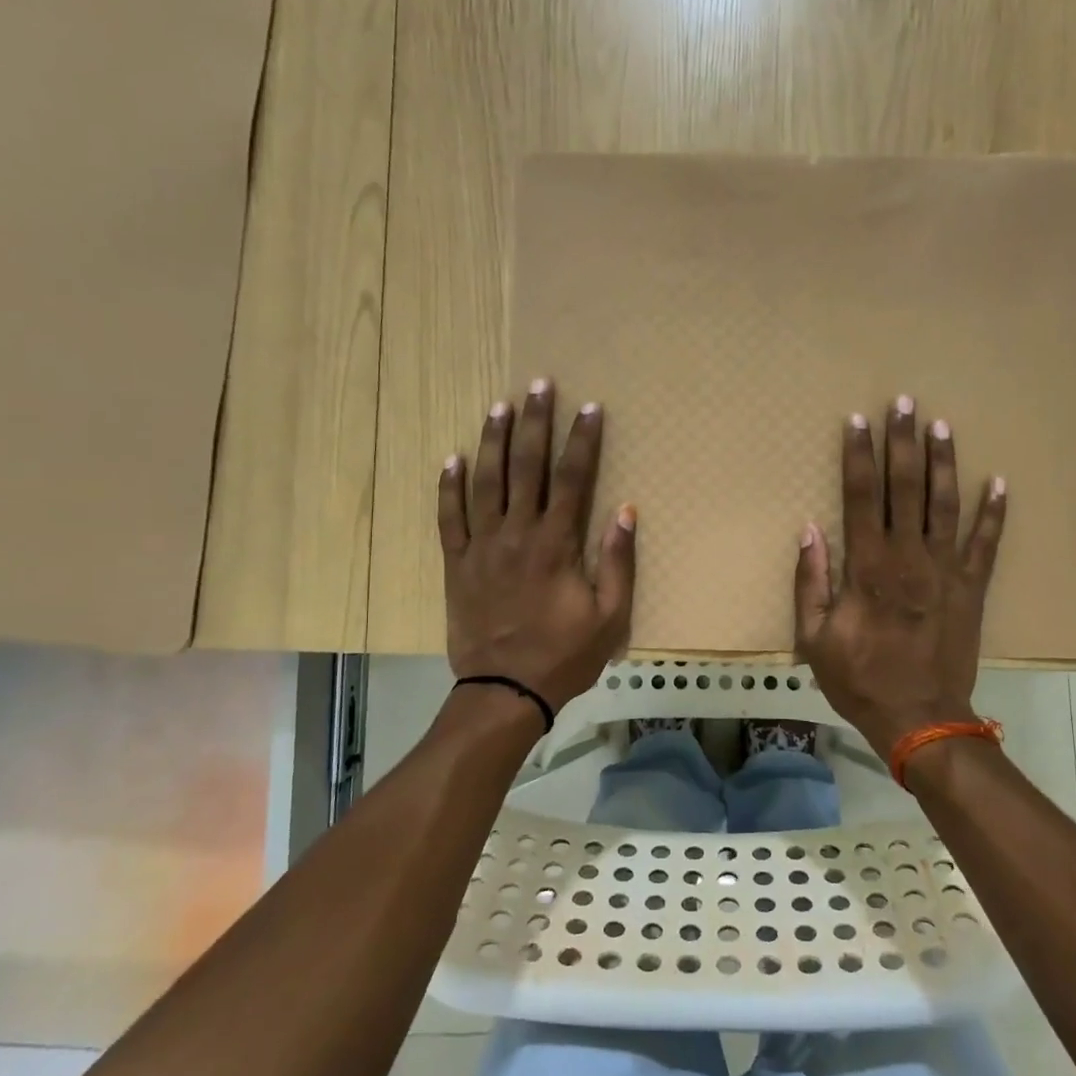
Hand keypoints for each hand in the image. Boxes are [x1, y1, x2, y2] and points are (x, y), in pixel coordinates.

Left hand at [438, 379, 636, 713]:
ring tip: (500, 406)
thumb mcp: (610, 616)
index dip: (582, 440)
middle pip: (526, 467)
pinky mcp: (456, 564)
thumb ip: (617, 561)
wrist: (506, 690)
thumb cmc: (564, 655)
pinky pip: (449, 517)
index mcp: (556, 544)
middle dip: (535, 423)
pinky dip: (449, 486)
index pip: (573, 479)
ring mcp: (481, 546)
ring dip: (493, 441)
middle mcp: (517, 534)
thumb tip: (626, 510)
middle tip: (539, 385)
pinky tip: (453, 458)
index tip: (590, 407)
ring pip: (485, 482)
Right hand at [794, 396, 1006, 758]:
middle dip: (903, 443)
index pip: (861, 497)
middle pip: (906, 488)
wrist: (919, 718)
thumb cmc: (859, 678)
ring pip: (945, 504)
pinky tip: (998, 481)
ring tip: (941, 425)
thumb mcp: (814, 638)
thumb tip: (809, 530)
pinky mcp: (973, 588)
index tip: (858, 421)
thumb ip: (811, 582)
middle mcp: (909, 557)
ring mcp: (946, 570)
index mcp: (868, 567)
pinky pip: (986, 543)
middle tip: (904, 403)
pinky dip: (993, 512)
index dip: (858, 456)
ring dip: (943, 462)